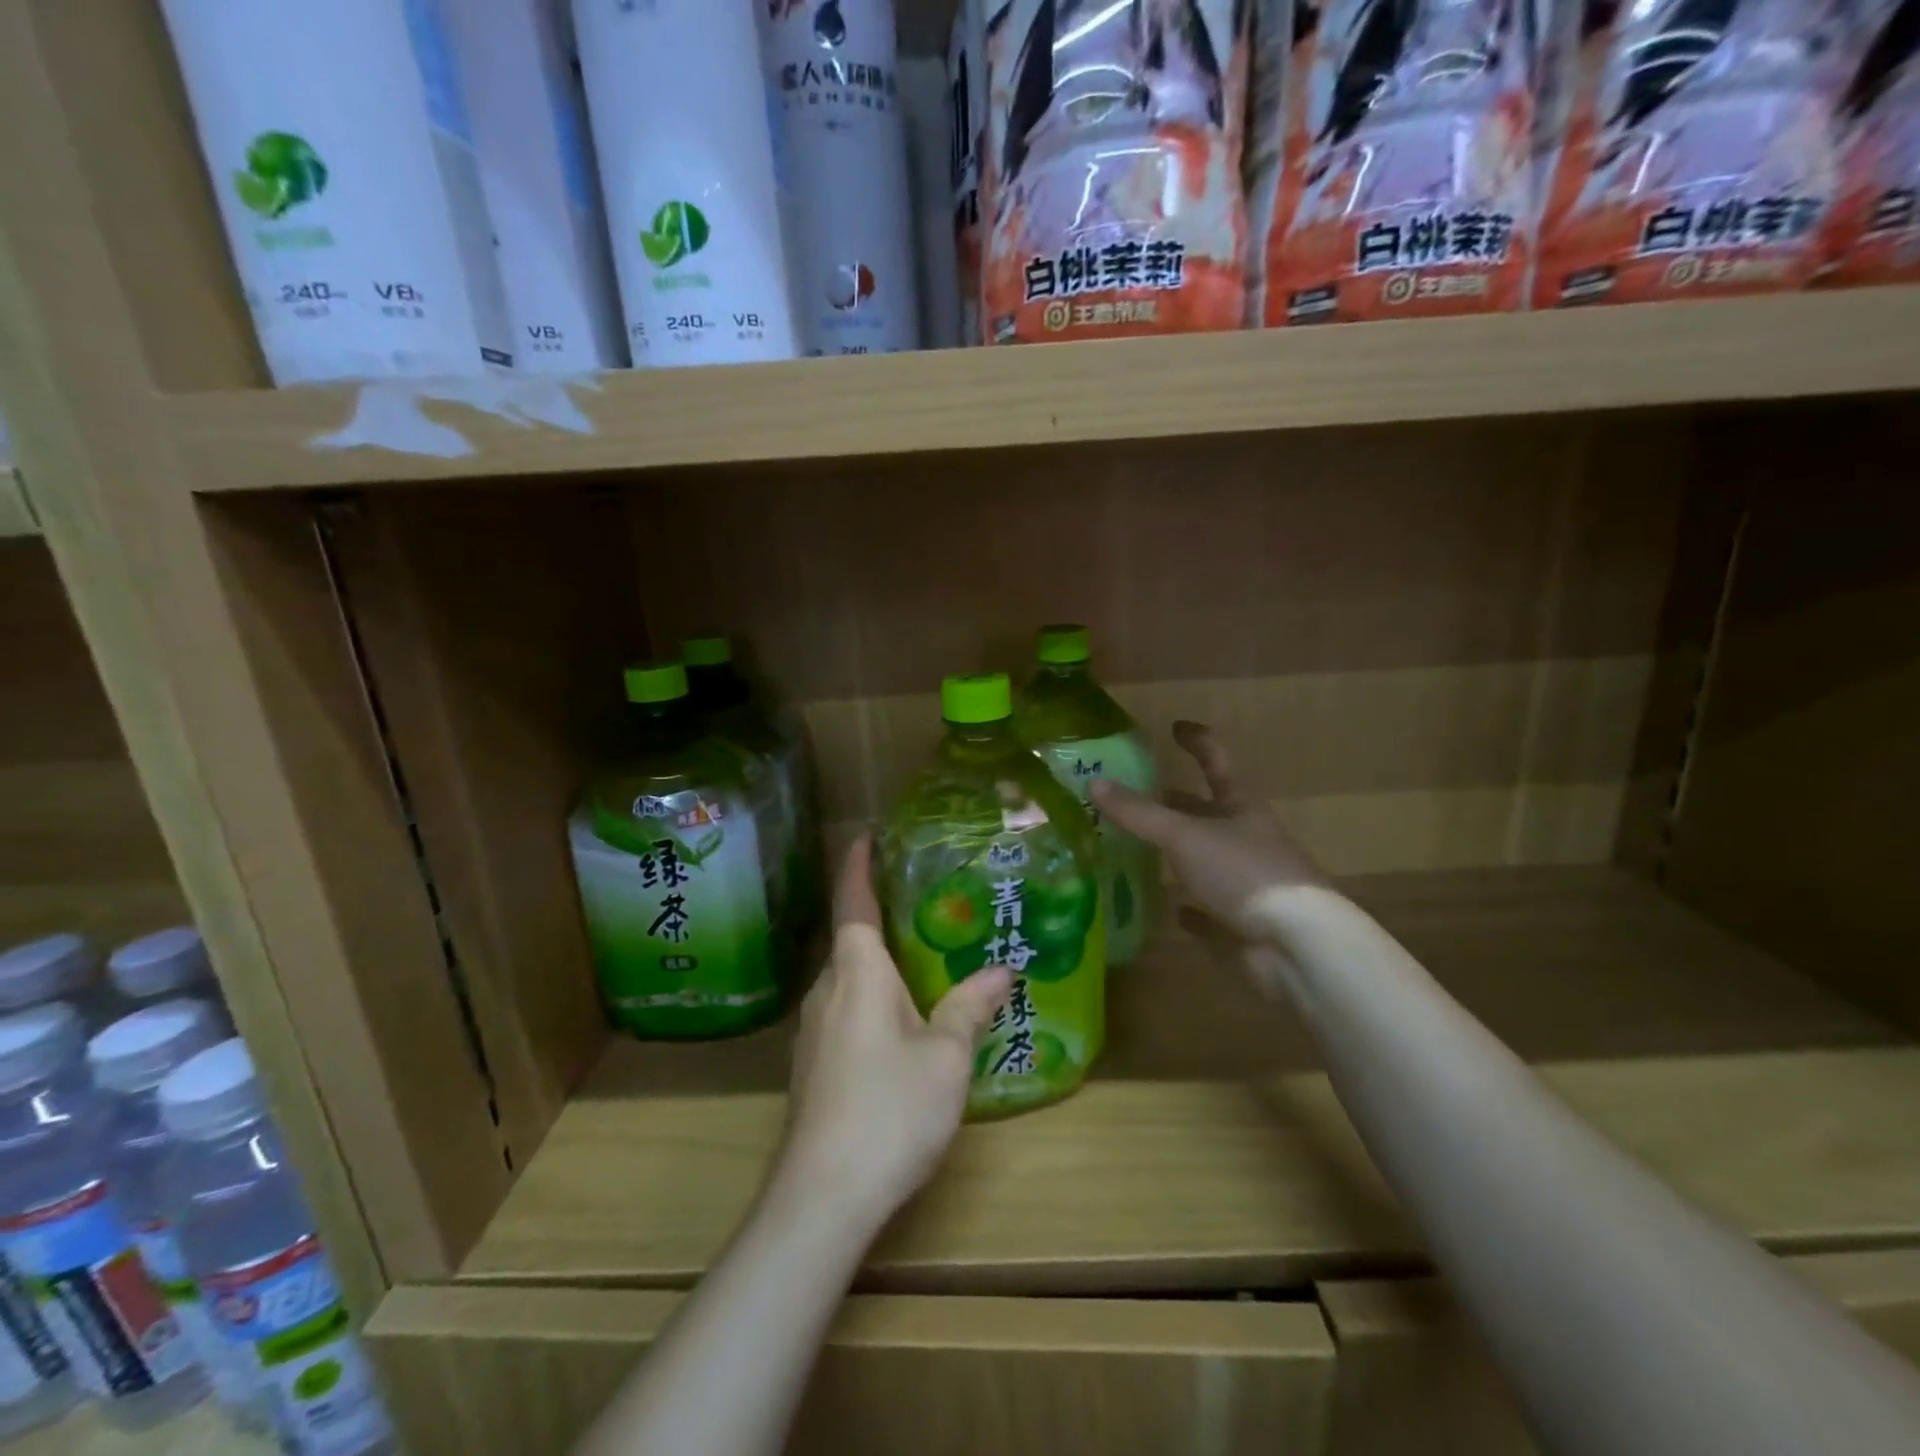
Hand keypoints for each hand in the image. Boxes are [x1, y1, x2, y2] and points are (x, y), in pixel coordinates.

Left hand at [778, 834, 1011, 1230]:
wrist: (822, 1196)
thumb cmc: (890, 1108)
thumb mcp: (946, 1055)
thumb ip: (970, 1006)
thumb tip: (1002, 970)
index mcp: (857, 971)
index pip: (852, 900)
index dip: (859, 864)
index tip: (867, 835)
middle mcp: (827, 989)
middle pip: (851, 938)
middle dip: (880, 914)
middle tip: (925, 900)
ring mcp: (813, 1029)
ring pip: (849, 978)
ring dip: (879, 961)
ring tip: (922, 957)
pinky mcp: (813, 1065)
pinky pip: (845, 1009)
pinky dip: (873, 997)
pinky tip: (902, 1021)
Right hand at [1091, 721, 1327, 940]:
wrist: (1296, 946)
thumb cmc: (1244, 873)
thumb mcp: (1186, 835)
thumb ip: (1139, 812)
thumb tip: (1093, 782)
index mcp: (1240, 808)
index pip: (1216, 762)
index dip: (1197, 742)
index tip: (1175, 726)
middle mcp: (1244, 840)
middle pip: (1207, 812)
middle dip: (1176, 801)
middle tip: (1135, 794)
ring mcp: (1244, 883)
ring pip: (1203, 859)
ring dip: (1176, 853)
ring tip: (1135, 846)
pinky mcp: (1239, 922)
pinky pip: (1207, 909)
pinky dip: (1188, 905)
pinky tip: (1168, 907)